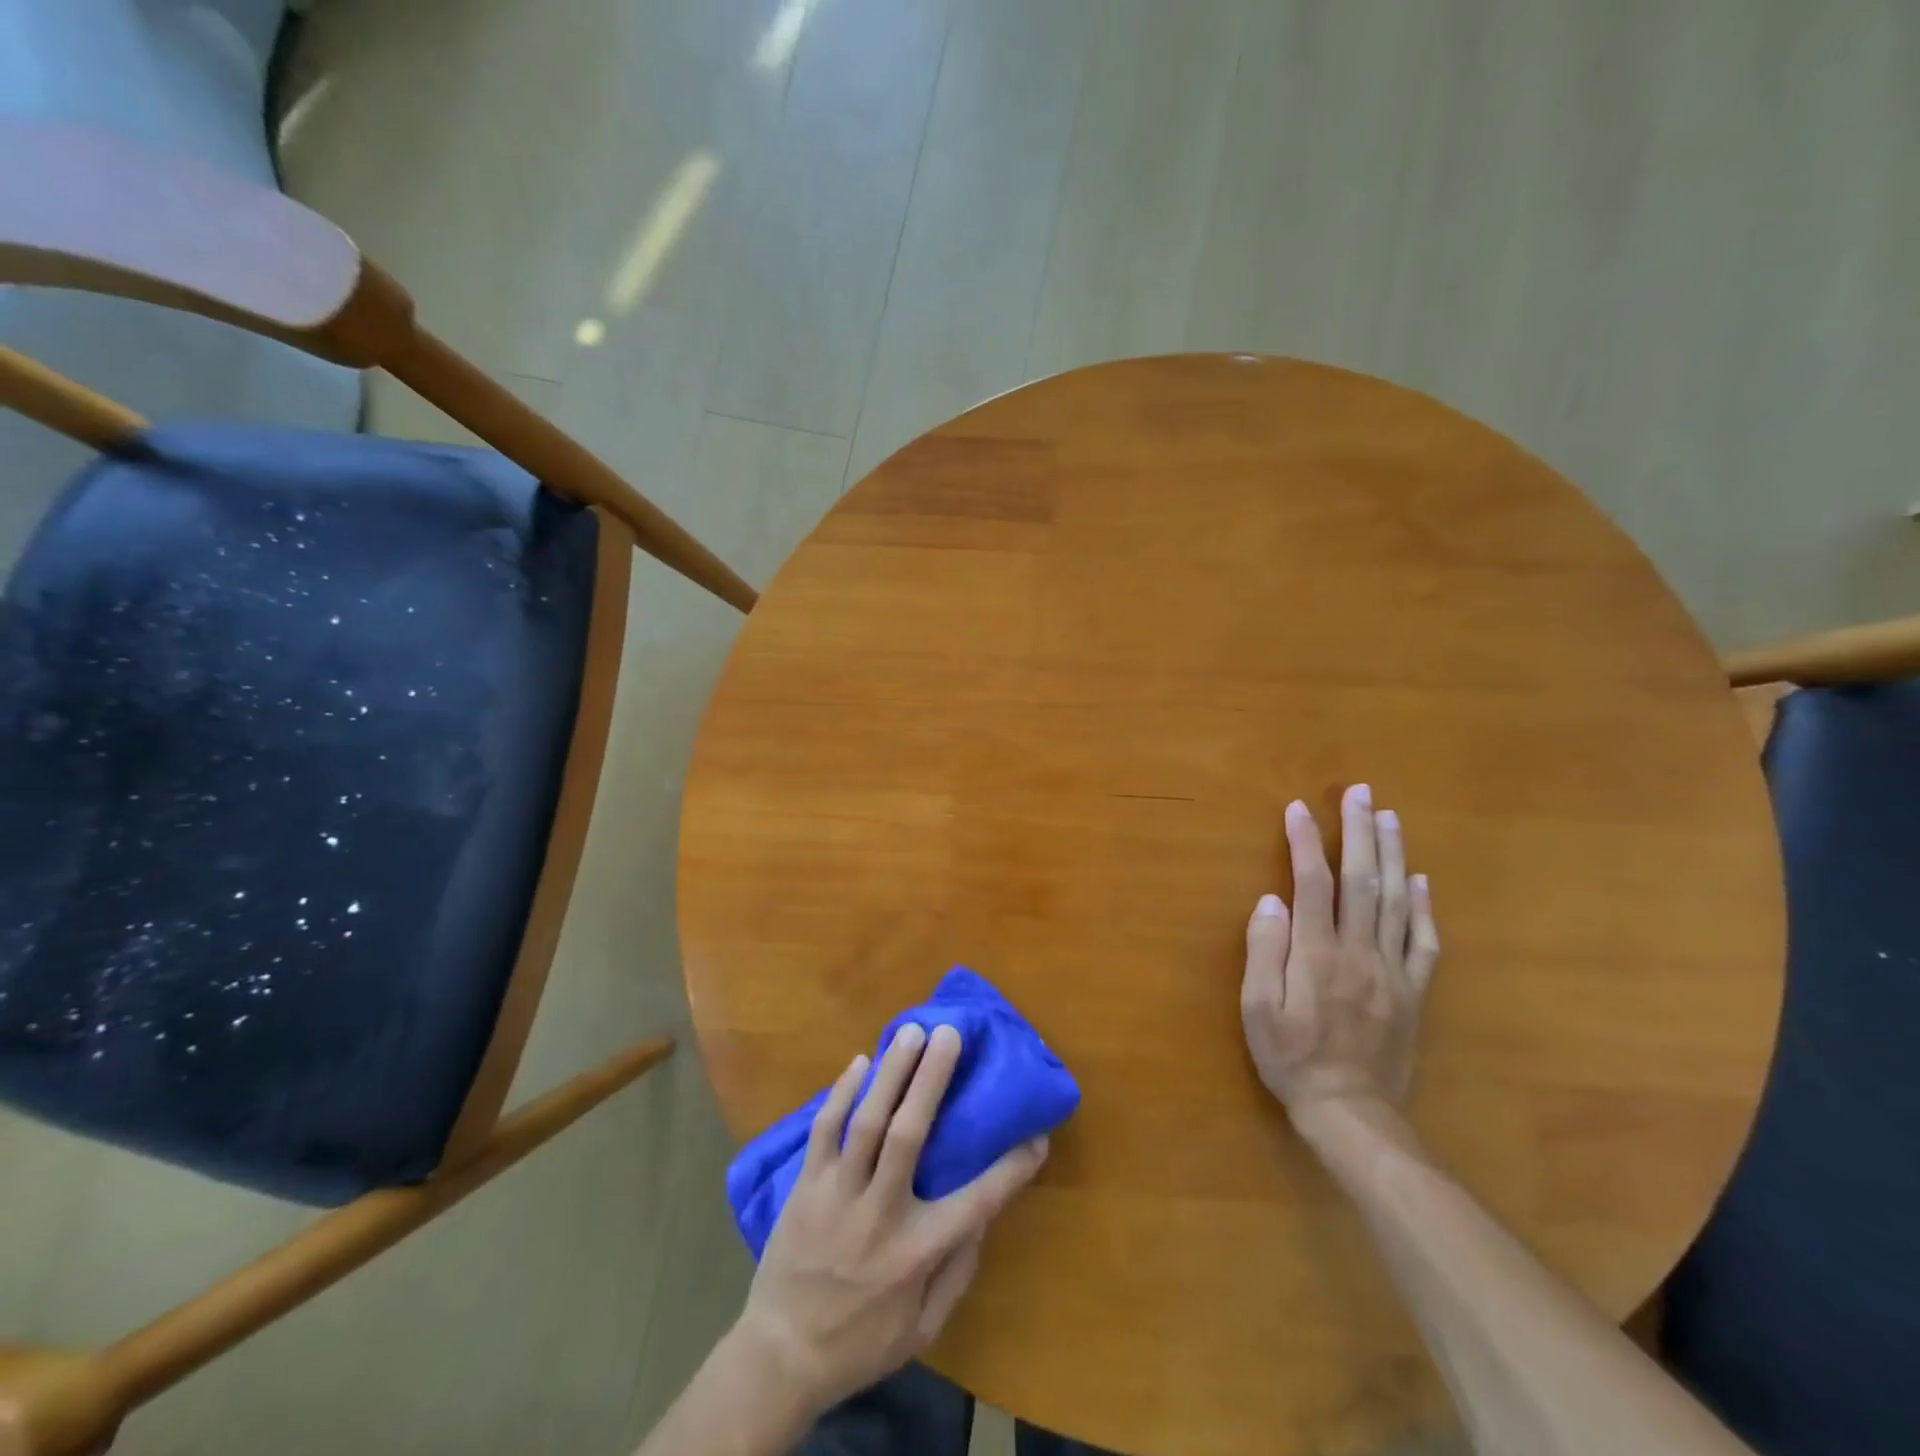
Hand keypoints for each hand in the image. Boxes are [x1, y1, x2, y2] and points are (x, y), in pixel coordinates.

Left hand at [733, 1022, 1048, 1417]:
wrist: (780, 1356)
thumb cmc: (861, 1343)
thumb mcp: (923, 1328)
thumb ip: (957, 1272)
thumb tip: (982, 1218)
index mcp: (916, 1252)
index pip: (977, 1202)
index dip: (1012, 1168)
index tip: (1038, 1135)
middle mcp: (879, 1213)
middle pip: (909, 1133)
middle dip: (931, 1079)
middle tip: (948, 1034)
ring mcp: (837, 1194)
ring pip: (866, 1122)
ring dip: (891, 1072)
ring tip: (910, 1032)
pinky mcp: (806, 1185)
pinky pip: (824, 1130)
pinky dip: (841, 1094)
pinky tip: (858, 1062)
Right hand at [1241, 784, 1439, 1117]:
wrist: (1351, 1112)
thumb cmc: (1292, 1058)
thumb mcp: (1258, 1011)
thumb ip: (1264, 953)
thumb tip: (1271, 901)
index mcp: (1318, 954)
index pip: (1312, 884)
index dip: (1305, 842)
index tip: (1298, 808)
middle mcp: (1360, 951)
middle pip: (1363, 881)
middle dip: (1359, 833)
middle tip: (1360, 794)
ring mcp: (1392, 970)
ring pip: (1397, 901)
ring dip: (1393, 855)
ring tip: (1389, 818)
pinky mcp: (1413, 991)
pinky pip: (1424, 942)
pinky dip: (1425, 907)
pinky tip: (1422, 880)